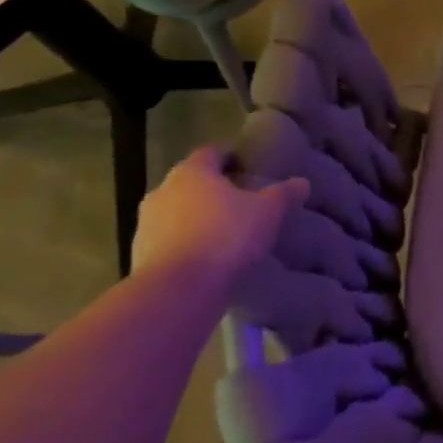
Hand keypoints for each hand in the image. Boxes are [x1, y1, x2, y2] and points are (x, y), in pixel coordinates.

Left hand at [130, 145, 307, 288]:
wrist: (178, 290)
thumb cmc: (225, 237)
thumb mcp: (267, 213)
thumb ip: (284, 194)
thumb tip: (302, 182)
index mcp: (192, 172)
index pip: (211, 153)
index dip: (230, 157)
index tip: (246, 167)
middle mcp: (163, 190)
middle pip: (191, 182)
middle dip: (212, 189)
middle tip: (239, 202)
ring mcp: (146, 223)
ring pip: (176, 212)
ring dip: (195, 218)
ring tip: (222, 234)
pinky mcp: (140, 254)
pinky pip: (168, 241)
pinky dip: (184, 244)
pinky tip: (204, 260)